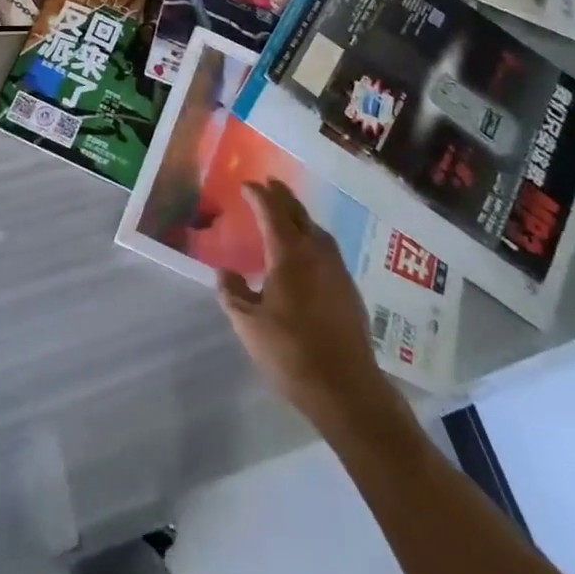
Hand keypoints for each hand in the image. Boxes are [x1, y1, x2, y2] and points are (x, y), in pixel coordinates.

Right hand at [218, 180, 393, 432]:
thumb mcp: (248, 324)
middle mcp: (316, 251)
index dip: (257, 195)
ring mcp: (337, 269)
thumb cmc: (291, 352)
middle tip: (268, 184)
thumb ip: (233, 293)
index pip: (271, 211)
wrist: (347, 388)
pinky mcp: (349, 288)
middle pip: (297, 213)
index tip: (245, 185)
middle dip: (281, 196)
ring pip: (316, 229)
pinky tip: (306, 252)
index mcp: (289, 253)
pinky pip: (326, 248)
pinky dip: (311, 237)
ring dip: (299, 215)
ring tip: (286, 214)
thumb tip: (225, 272)